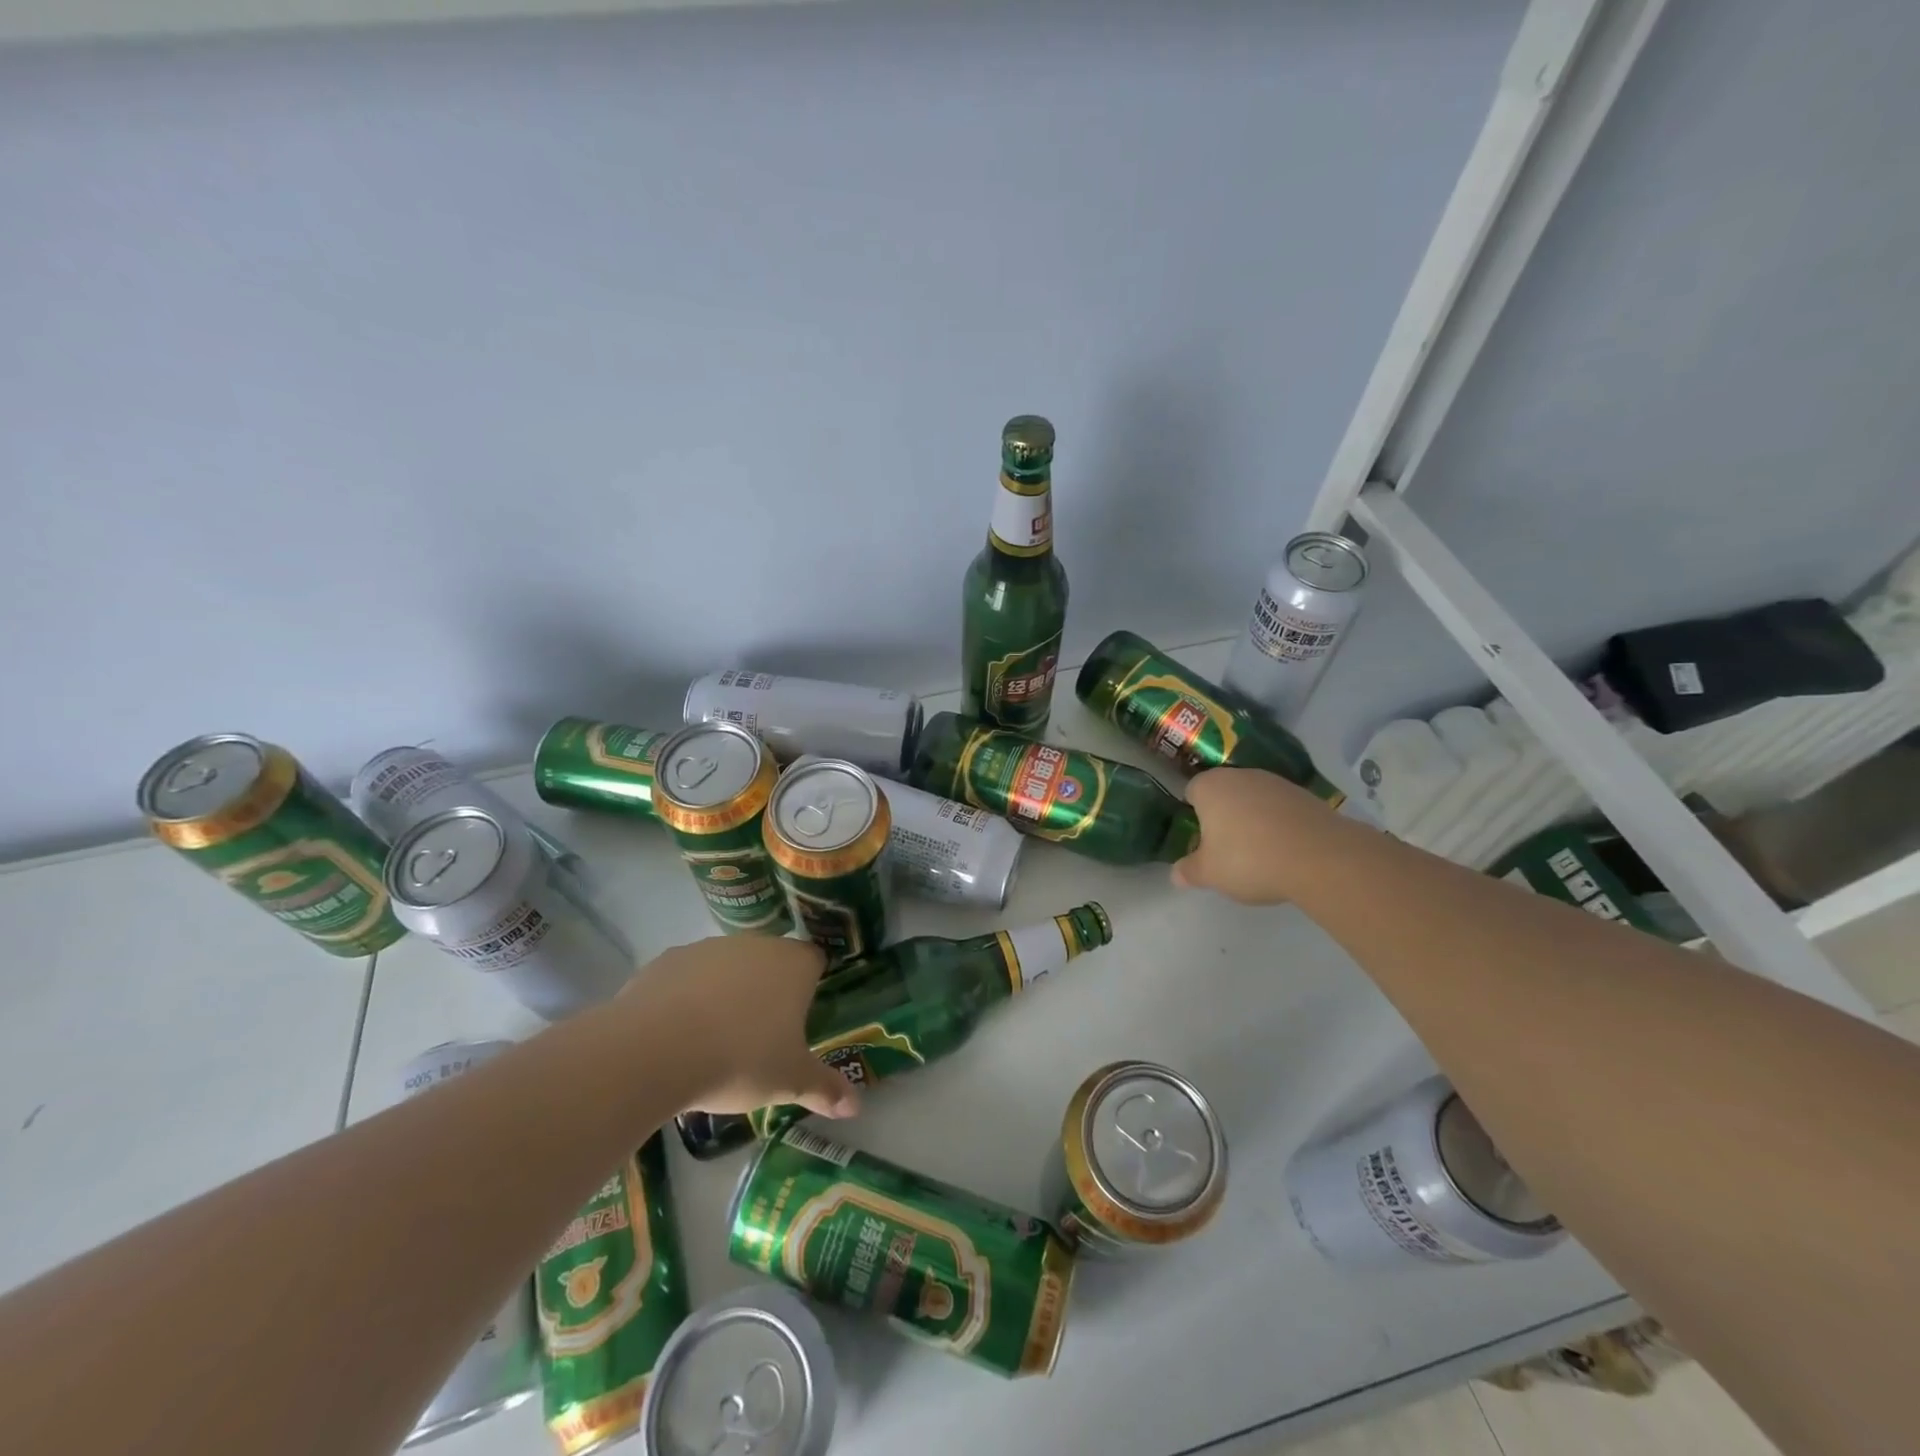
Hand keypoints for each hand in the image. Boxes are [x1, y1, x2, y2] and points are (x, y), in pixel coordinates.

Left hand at [614, 936, 859, 1119]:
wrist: (655, 1049)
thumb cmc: (739, 1059)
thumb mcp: (789, 1082)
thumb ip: (825, 1089)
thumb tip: (856, 1106)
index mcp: (794, 965)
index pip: (814, 961)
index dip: (810, 985)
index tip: (799, 1018)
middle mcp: (756, 944)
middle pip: (771, 960)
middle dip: (768, 989)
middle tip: (759, 1035)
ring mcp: (710, 947)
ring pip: (728, 966)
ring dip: (727, 991)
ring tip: (714, 1038)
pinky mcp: (669, 959)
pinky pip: (688, 975)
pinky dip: (687, 996)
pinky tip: (677, 1032)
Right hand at [1172, 767, 1324, 904]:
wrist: (1320, 857)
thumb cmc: (1249, 859)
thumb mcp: (1210, 874)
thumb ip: (1189, 871)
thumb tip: (1175, 874)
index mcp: (1210, 786)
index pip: (1191, 791)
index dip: (1193, 814)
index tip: (1199, 839)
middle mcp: (1241, 776)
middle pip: (1224, 793)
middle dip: (1223, 816)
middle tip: (1225, 849)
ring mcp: (1276, 783)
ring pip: (1254, 800)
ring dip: (1252, 820)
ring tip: (1259, 853)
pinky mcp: (1306, 796)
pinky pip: (1281, 809)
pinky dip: (1279, 825)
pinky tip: (1284, 851)